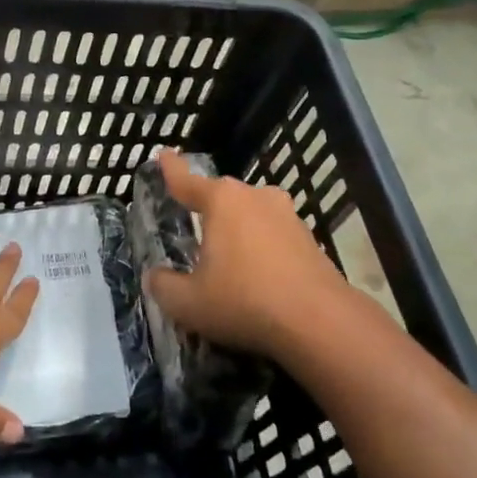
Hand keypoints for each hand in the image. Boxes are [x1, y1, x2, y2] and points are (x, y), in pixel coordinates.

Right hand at [145, 151, 346, 360]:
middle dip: (207, 209)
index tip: (163, 154)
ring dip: (238, 231)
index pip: (186, 180)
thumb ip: (163, 286)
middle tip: (192, 228)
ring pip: (251, 215)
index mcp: (222, 201)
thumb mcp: (188, 303)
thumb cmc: (244, 301)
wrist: (320, 323)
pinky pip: (274, 236)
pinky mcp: (310, 240)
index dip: (170, 169)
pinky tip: (258, 277)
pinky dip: (262, 250)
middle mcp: (255, 197)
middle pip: (222, 197)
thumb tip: (156, 277)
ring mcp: (287, 216)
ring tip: (227, 259)